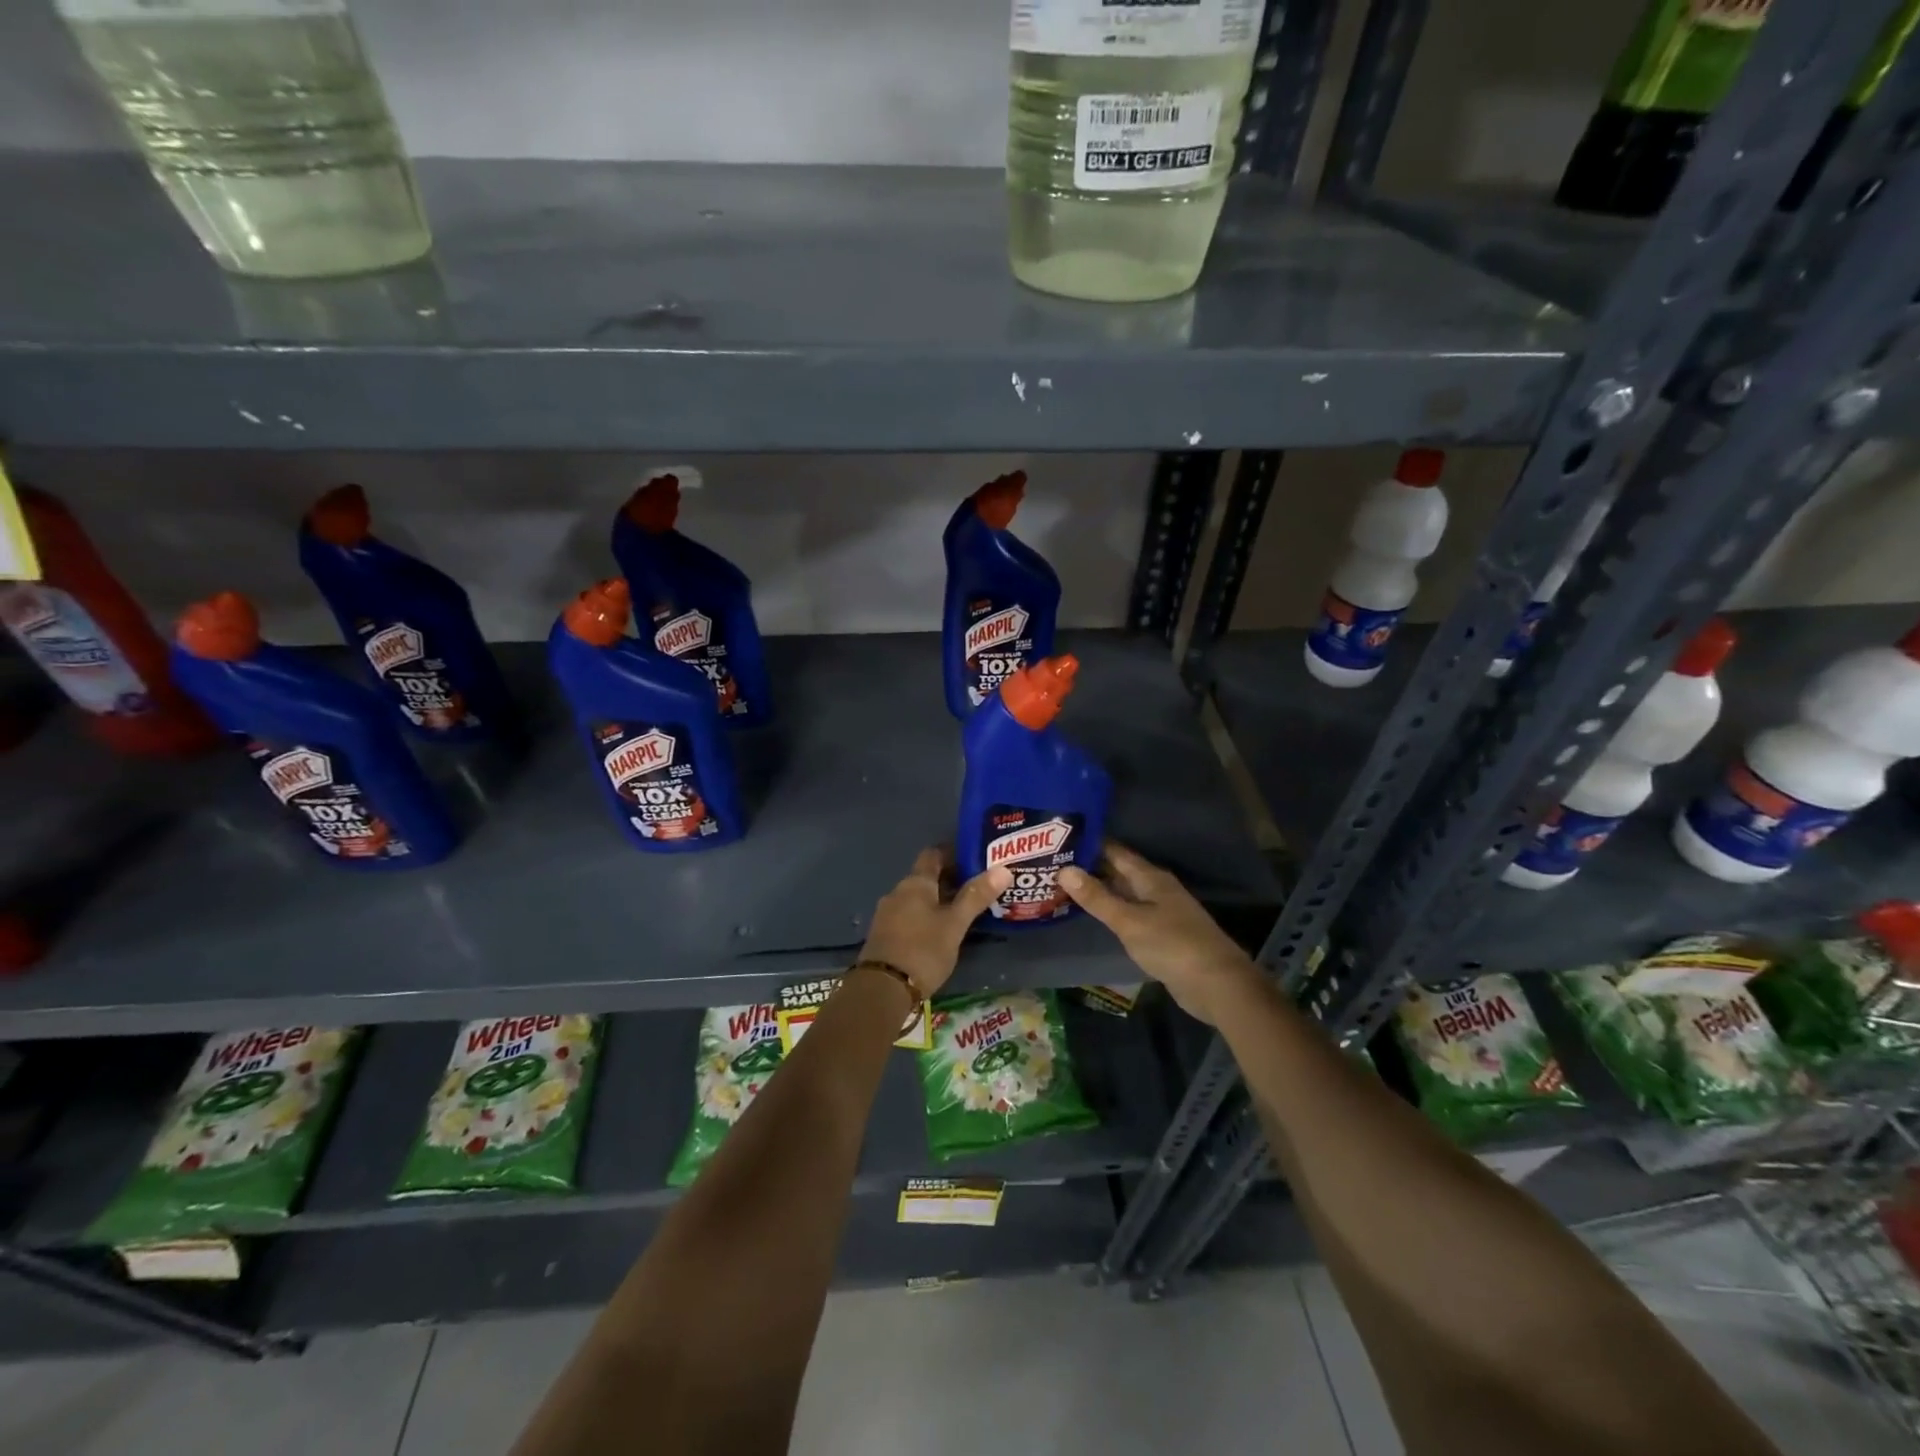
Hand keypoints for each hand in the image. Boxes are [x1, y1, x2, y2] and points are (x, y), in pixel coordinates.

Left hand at [857, 847, 1010, 999]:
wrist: (881, 989)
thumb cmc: (923, 950)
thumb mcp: (955, 924)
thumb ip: (976, 896)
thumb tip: (1003, 869)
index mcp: (915, 883)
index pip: (934, 854)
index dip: (953, 853)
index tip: (975, 859)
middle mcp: (898, 892)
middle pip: (925, 877)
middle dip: (949, 880)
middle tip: (977, 889)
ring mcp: (887, 914)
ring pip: (917, 899)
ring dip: (937, 901)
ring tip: (962, 912)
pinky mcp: (883, 935)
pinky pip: (908, 916)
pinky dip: (925, 917)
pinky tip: (939, 932)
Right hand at [1058, 842, 1260, 1025]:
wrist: (1217, 984)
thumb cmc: (1172, 945)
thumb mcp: (1129, 921)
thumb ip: (1097, 898)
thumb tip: (1064, 869)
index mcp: (1150, 878)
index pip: (1115, 851)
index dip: (1089, 844)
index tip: (1058, 839)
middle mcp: (1156, 889)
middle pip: (1119, 871)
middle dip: (1089, 868)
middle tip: (1052, 864)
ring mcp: (1161, 912)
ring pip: (1124, 894)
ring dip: (1099, 891)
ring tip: (1063, 887)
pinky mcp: (1162, 934)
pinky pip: (1130, 915)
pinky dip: (1111, 912)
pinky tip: (1092, 917)